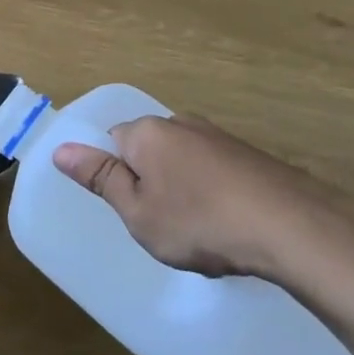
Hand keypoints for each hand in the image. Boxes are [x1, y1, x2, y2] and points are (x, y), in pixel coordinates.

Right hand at [52, 116, 342, 280]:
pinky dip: (214, 194)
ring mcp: (219, 137)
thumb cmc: (199, 222)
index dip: (115, 177)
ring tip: (199, 231)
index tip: (131, 209)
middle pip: (148, 150)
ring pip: (183, 162)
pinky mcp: (251, 155)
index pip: (111, 142)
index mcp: (146, 132)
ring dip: (183, 190)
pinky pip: (215, 172)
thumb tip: (60, 149)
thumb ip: (100, 178)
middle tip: (161, 225)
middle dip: (149, 183)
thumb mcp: (138, 212)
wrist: (293, 227)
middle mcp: (180, 123)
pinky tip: (229, 225)